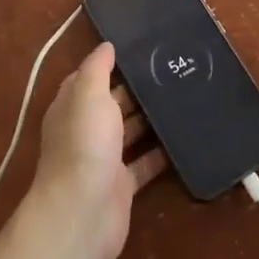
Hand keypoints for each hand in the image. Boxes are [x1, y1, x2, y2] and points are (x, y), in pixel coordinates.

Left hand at [30, 43, 167, 258]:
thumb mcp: (88, 95)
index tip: (142, 48)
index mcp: (73, 107)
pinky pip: (145, 163)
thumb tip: (106, 45)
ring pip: (132, 132)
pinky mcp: (123, 185)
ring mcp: (105, 159)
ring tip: (186, 97)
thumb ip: (97, 68)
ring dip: (153, 119)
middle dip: (139, 89)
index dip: (111, 63)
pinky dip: (162, 153)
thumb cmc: (84, 145)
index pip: (90, 78)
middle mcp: (87, 131)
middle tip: (174, 69)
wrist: (82, 214)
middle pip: (114, 103)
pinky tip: (186, 137)